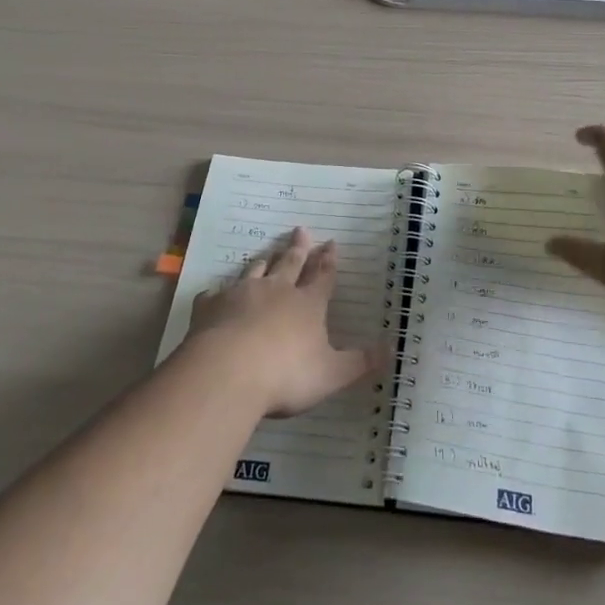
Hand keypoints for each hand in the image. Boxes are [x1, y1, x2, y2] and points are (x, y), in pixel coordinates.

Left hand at [185, 227, 382, 416]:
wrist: (227, 373)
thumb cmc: (286, 375)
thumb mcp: (332, 374)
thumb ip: (360, 363)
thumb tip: (392, 349)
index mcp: (307, 304)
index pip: (322, 276)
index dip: (328, 260)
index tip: (331, 242)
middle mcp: (277, 291)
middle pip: (290, 263)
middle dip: (298, 248)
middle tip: (301, 229)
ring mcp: (242, 295)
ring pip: (255, 271)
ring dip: (264, 261)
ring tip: (267, 253)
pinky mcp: (211, 307)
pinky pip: (216, 294)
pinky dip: (219, 292)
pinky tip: (216, 294)